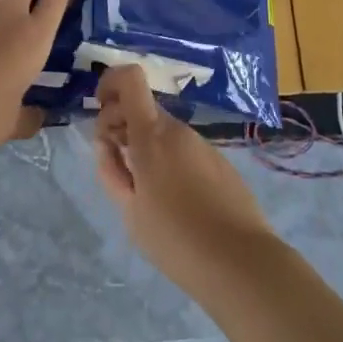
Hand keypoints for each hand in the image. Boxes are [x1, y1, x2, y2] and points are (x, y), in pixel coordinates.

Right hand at [93, 65, 280, 293]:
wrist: (242, 262)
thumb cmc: (176, 239)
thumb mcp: (130, 211)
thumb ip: (111, 171)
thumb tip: (106, 143)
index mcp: (152, 135)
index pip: (131, 79)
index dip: (110, 82)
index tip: (100, 109)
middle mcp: (178, 130)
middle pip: (143, 109)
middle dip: (122, 126)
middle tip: (117, 165)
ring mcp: (202, 145)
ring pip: (163, 132)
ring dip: (145, 147)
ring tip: (144, 192)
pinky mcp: (220, 163)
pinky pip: (183, 149)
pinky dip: (168, 160)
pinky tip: (173, 201)